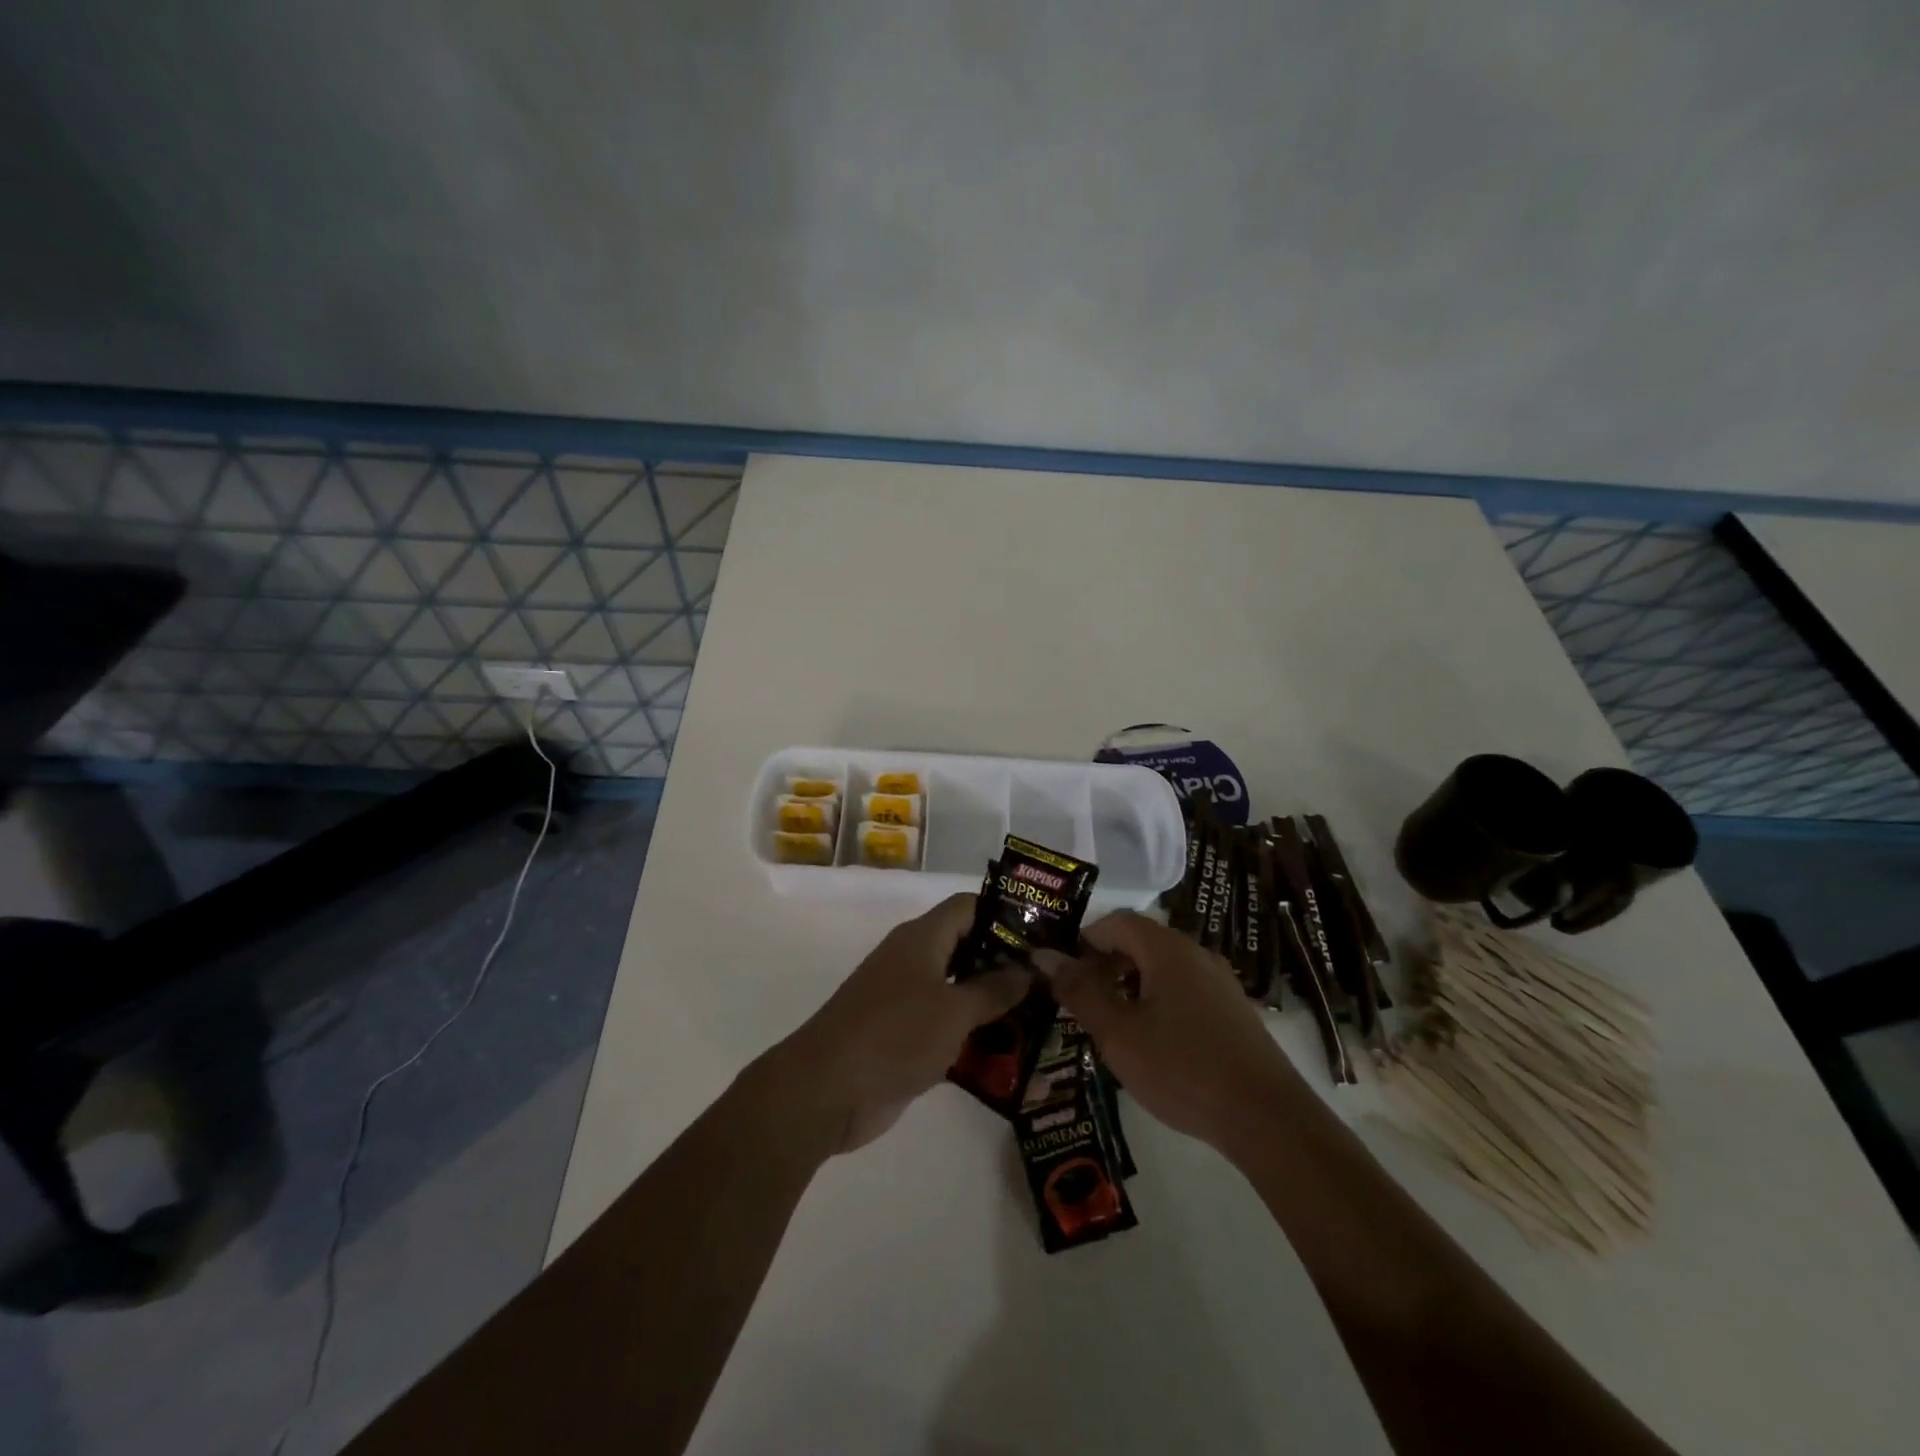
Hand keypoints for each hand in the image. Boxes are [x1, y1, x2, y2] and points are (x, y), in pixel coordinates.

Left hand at [772, 895, 1030, 1152]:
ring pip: (960, 991)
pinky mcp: (904, 1036)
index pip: (969, 907)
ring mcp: (907, 1000)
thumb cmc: (894, 1035)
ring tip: (1042, 1021)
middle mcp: (915, 960)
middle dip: (1008, 965)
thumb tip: (1027, 970)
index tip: (1044, 937)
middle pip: (968, 948)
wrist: (827, 1091)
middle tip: (1051, 984)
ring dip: (994, 1006)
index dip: (1006, 914)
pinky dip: (974, 1037)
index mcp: (922, 938)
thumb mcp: (953, 1010)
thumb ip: (994, 989)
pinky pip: (947, 1026)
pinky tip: (1010, 1057)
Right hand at [1041, 911, 1301, 1159]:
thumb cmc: (1182, 1068)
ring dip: (1129, 986)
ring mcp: (1219, 982)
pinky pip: (1183, 991)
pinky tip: (1151, 1043)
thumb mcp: (1117, 1032)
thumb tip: (1045, 955)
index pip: (1115, 922)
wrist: (1267, 1118)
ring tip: (1110, 1025)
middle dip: (1104, 965)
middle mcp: (1196, 954)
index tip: (1062, 974)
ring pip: (1161, 968)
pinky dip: (1156, 1002)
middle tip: (1080, 1003)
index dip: (1083, 940)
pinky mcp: (1232, 1011)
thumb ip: (1079, 990)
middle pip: (1139, 942)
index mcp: (1167, 949)